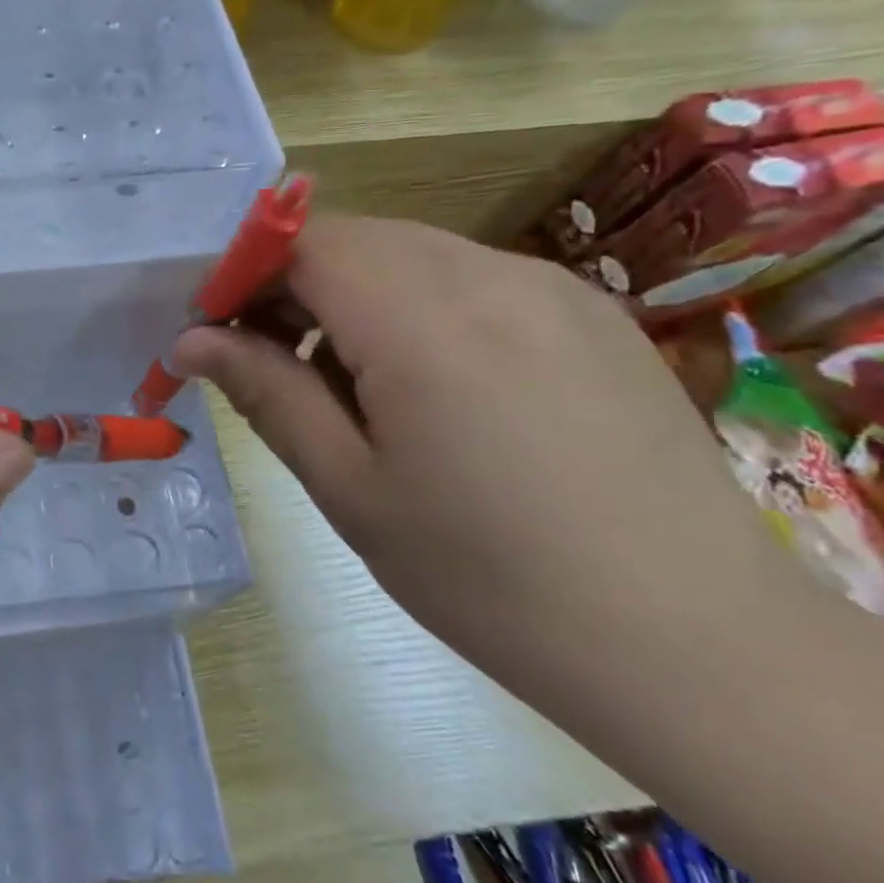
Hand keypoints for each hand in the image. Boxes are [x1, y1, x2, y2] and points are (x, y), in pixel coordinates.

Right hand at [171, 214, 772, 676]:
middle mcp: (492, 278)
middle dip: (290, 283)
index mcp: (424, 323)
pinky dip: (414, 305)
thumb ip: (265, 392)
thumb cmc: (487, 576)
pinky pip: (469, 277)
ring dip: (350, 294)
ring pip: (410, 253)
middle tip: (264, 359)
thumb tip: (189, 340)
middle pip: (354, 238)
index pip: (303, 242)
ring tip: (342, 381)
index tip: (213, 331)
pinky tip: (425, 384)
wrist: (694, 643)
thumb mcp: (348, 487)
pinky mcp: (589, 314)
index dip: (243, 270)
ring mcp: (552, 290)